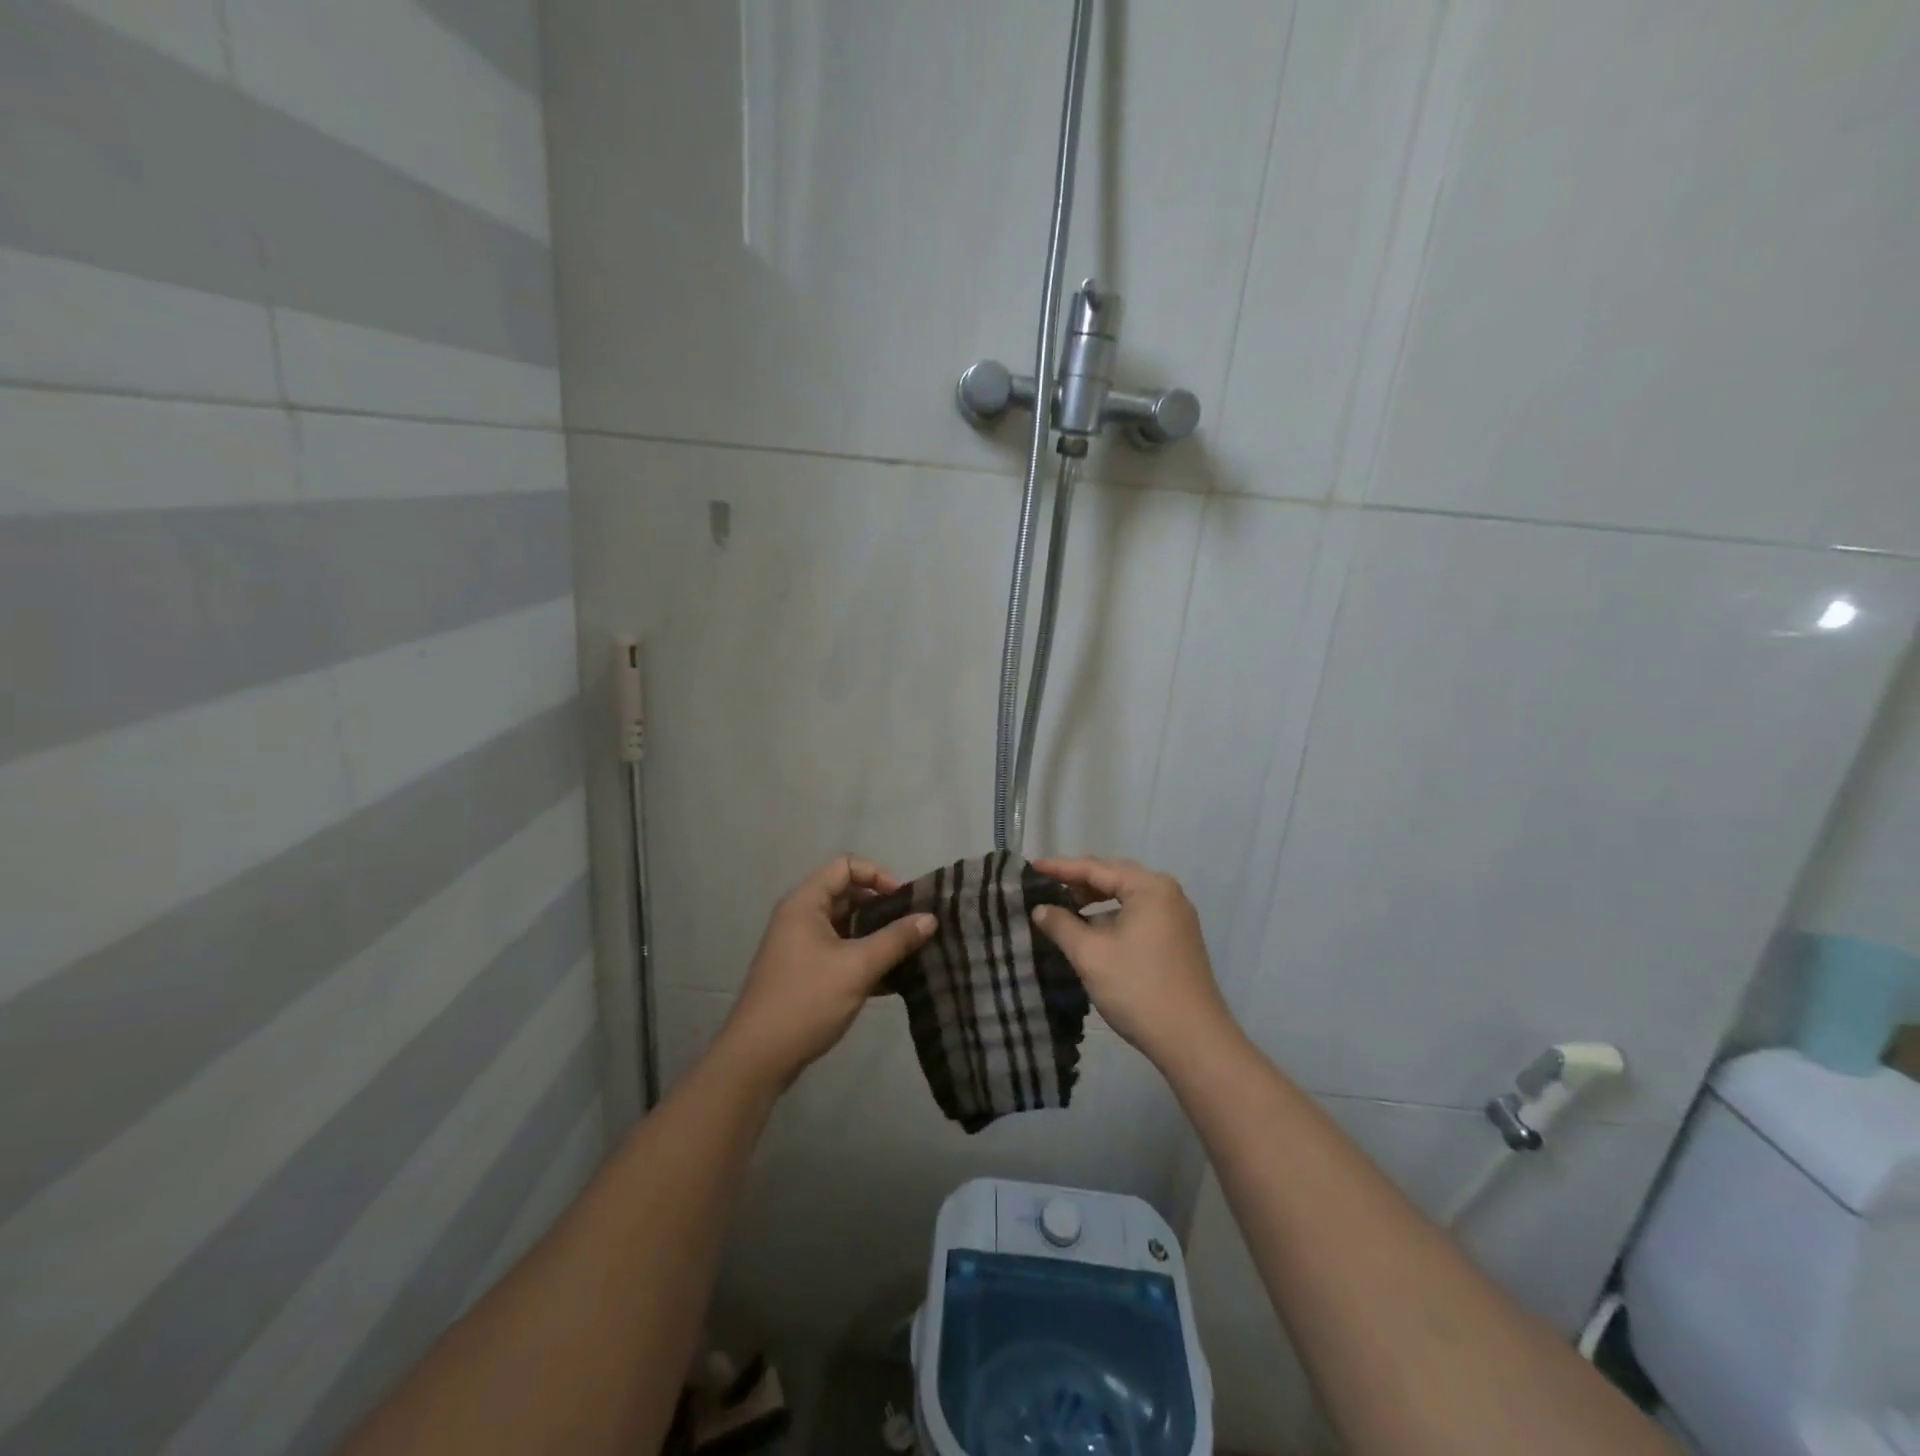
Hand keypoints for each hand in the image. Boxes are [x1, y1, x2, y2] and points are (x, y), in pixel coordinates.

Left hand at [715, 855, 935, 1091]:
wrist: (757, 1058)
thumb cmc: (807, 1000)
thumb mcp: (858, 967)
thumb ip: (896, 940)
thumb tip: (930, 918)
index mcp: (806, 903)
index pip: (846, 866)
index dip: (878, 875)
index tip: (904, 902)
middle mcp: (801, 917)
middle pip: (849, 895)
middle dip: (883, 909)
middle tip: (915, 928)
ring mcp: (802, 947)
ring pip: (848, 927)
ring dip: (878, 937)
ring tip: (912, 953)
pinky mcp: (807, 974)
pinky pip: (842, 953)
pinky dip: (866, 959)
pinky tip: (895, 979)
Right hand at [1029, 856, 1236, 1069]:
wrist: (1193, 1041)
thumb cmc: (1138, 988)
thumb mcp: (1090, 954)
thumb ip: (1061, 925)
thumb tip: (1040, 909)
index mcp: (1150, 888)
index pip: (1096, 868)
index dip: (1061, 867)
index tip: (1032, 866)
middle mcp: (1168, 894)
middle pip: (1115, 878)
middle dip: (1079, 881)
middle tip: (1046, 884)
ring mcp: (1177, 918)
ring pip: (1127, 898)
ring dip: (1096, 901)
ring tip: (1065, 907)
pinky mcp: (1178, 940)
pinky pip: (1138, 915)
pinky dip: (1113, 917)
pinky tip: (1093, 930)